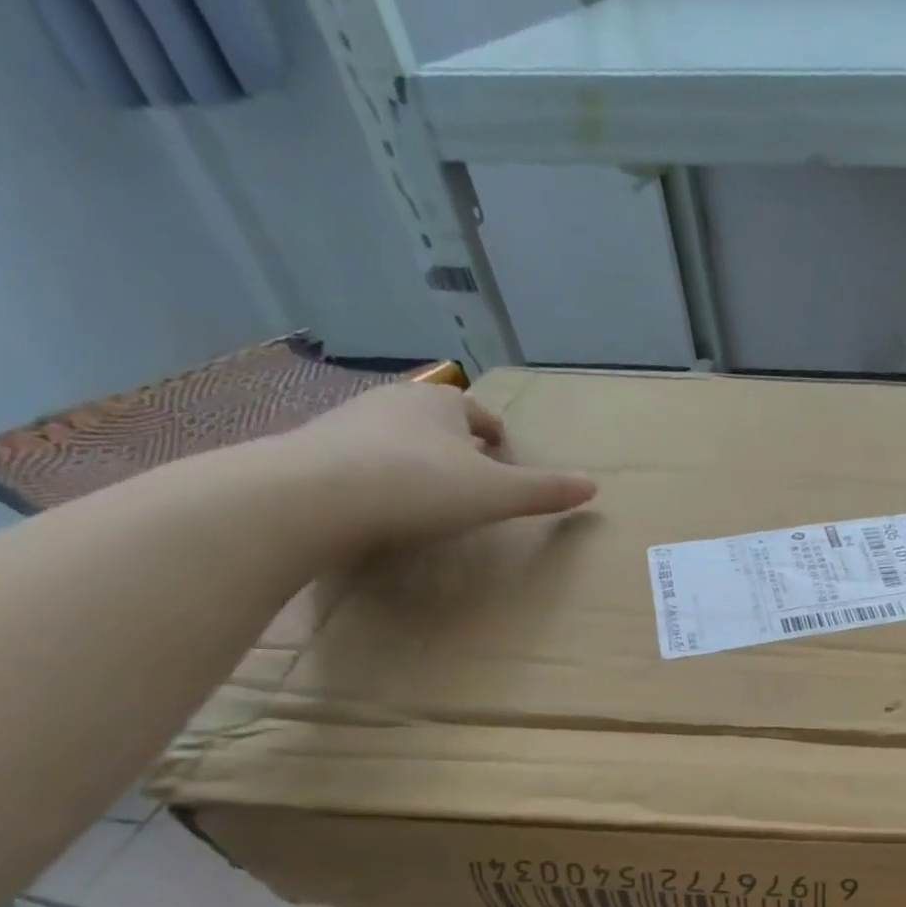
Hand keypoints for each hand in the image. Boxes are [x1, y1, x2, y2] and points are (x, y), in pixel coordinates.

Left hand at [259, 382, 596, 554]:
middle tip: (473, 479)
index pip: (479, 413)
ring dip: (418, 459)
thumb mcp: (496, 494)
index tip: (504, 457)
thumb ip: (545, 491)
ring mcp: (349, 422)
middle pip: (438, 421)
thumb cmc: (419, 487)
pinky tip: (386, 504)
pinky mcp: (316, 450)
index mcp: (441, 404)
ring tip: (430, 495)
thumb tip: (594, 486)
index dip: (496, 435)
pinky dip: (381, 475)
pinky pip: (364, 458)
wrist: (311, 496)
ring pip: (399, 438)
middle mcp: (395, 402)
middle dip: (458, 446)